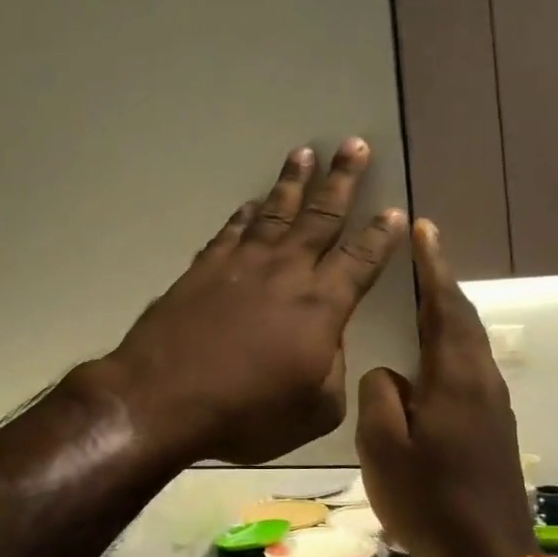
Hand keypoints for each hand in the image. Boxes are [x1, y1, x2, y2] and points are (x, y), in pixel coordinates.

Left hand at [93, 139, 405, 464]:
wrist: (163, 398)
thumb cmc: (245, 412)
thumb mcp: (313, 409)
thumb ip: (333, 371)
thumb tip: (327, 344)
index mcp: (321, 304)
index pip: (362, 259)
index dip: (381, 235)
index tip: (394, 210)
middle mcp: (285, 271)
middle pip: (321, 216)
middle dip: (342, 179)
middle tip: (354, 144)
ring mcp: (240, 264)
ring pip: (274, 212)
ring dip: (292, 182)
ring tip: (305, 154)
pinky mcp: (203, 269)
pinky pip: (230, 230)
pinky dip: (244, 214)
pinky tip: (250, 203)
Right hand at [356, 220, 534, 556]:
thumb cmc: (429, 500)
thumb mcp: (383, 446)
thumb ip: (380, 394)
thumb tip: (389, 373)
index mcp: (455, 378)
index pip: (444, 306)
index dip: (434, 266)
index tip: (425, 229)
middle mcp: (481, 381)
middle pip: (462, 318)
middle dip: (441, 282)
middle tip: (419, 253)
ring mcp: (492, 404)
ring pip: (467, 342)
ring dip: (446, 311)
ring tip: (418, 294)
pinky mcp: (492, 425)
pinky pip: (468, 366)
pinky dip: (448, 342)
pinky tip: (426, 355)